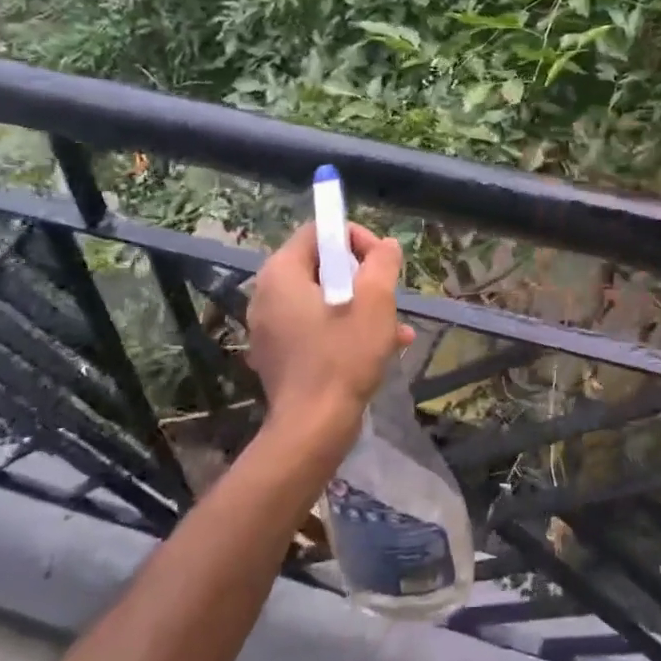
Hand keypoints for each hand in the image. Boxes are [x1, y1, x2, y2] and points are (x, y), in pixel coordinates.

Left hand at [247, 221, 414, 447]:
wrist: (313, 428)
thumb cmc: (343, 356)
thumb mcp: (375, 301)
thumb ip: (382, 262)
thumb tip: (386, 246)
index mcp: (281, 273)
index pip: (318, 232)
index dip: (355, 238)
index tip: (381, 263)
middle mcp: (266, 295)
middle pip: (321, 266)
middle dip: (361, 277)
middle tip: (387, 297)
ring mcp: (269, 328)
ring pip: (322, 300)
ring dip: (360, 306)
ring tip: (394, 327)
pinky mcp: (278, 355)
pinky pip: (315, 327)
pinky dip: (344, 329)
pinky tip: (380, 349)